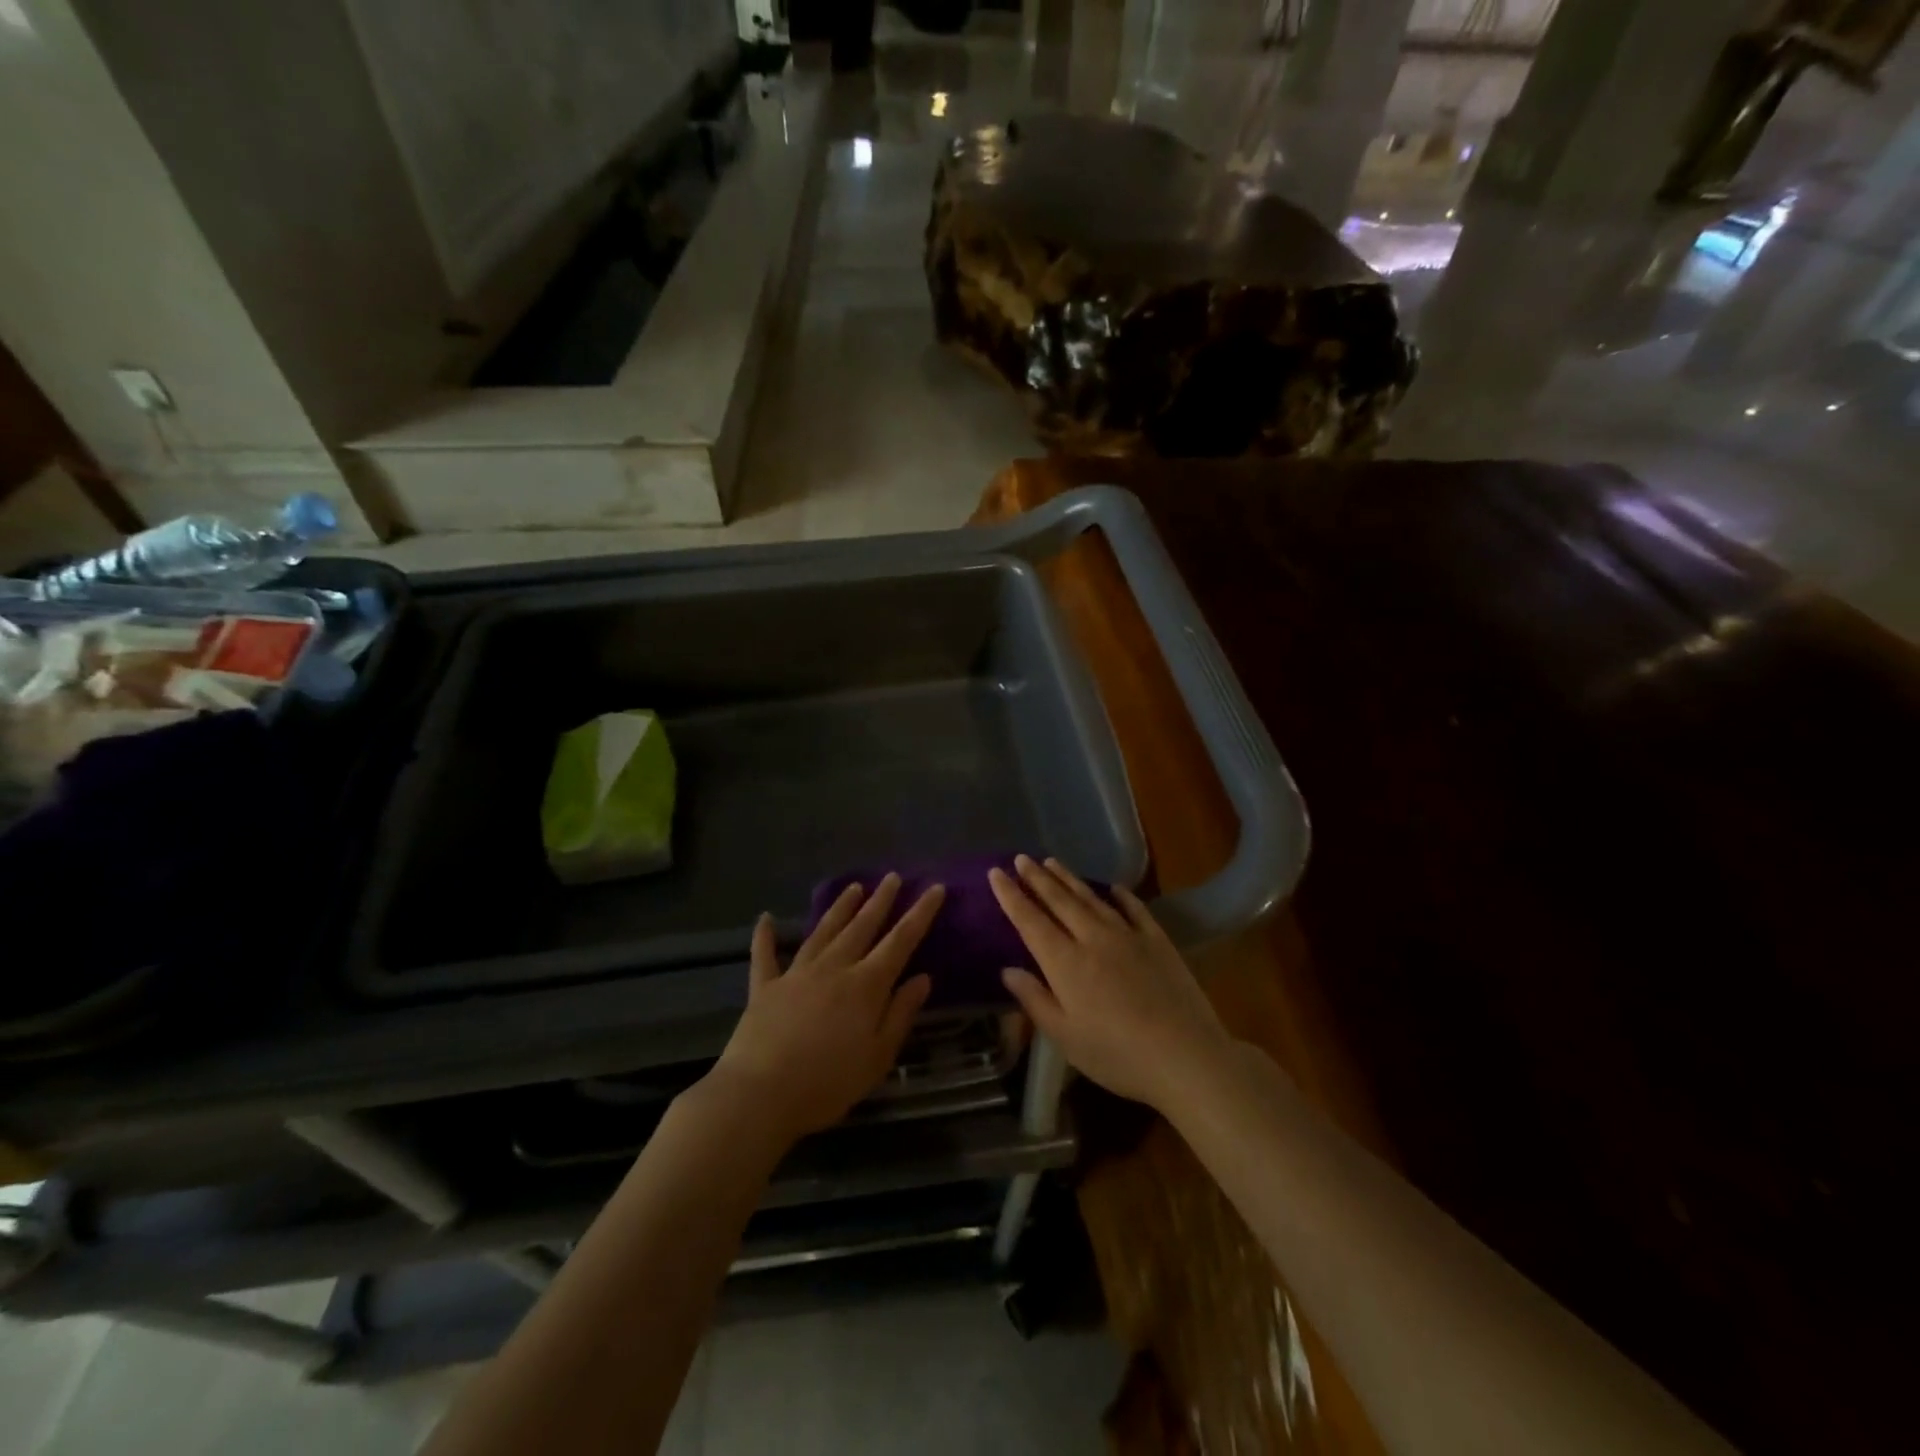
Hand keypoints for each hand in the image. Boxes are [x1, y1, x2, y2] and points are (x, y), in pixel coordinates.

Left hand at [709, 874, 943, 1142]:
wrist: (760, 1094)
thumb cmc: (827, 1083)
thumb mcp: (878, 1057)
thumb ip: (900, 1014)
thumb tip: (923, 978)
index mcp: (866, 985)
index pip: (900, 941)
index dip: (920, 913)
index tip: (934, 888)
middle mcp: (834, 968)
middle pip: (862, 927)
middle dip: (880, 901)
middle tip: (892, 877)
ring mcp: (797, 974)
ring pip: (823, 931)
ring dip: (840, 908)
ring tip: (854, 887)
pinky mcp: (765, 987)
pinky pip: (765, 956)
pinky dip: (765, 936)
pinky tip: (766, 918)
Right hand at [990, 856, 1232, 1112]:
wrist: (1185, 1055)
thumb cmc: (1117, 1055)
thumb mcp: (1066, 1037)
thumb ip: (1035, 1000)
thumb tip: (1008, 970)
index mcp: (1065, 962)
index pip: (1030, 921)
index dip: (1011, 896)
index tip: (996, 872)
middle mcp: (1092, 938)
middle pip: (1059, 901)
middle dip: (1037, 878)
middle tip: (1021, 857)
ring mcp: (1128, 935)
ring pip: (1091, 899)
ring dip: (1069, 879)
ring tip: (1052, 862)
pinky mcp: (1157, 940)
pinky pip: (1134, 909)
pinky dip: (1121, 896)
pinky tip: (1113, 887)